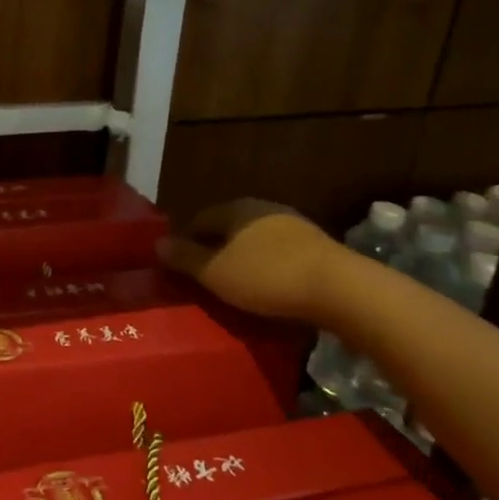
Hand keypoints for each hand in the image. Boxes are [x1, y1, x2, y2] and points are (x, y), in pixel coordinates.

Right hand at [156, 199, 339, 321]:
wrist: (342, 290)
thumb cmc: (267, 277)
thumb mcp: (215, 272)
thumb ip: (184, 258)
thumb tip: (157, 243)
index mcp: (236, 209)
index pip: (199, 218)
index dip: (184, 240)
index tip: (177, 266)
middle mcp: (264, 209)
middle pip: (229, 228)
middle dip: (214, 249)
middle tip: (203, 278)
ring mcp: (295, 227)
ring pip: (255, 241)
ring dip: (242, 259)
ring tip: (233, 286)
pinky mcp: (318, 249)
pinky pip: (279, 255)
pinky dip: (267, 269)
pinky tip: (266, 289)